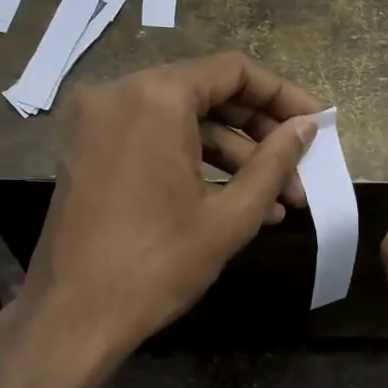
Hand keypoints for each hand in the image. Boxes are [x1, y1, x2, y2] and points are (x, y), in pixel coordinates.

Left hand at [0, 52, 319, 387]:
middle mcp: (120, 92)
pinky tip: (235, 202)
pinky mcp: (88, 149)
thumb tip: (306, 128)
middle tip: (299, 171)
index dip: (281, 95)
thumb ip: (274, 163)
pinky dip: (193, 162)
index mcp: (155, 96)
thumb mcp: (229, 217)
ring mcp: (97, 121)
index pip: (233, 71)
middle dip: (259, 135)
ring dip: (231, 157)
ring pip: (181, 121)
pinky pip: (153, 140)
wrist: (72, 316)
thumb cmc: (157, 265)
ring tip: (277, 202)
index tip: (315, 124)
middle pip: (207, 93)